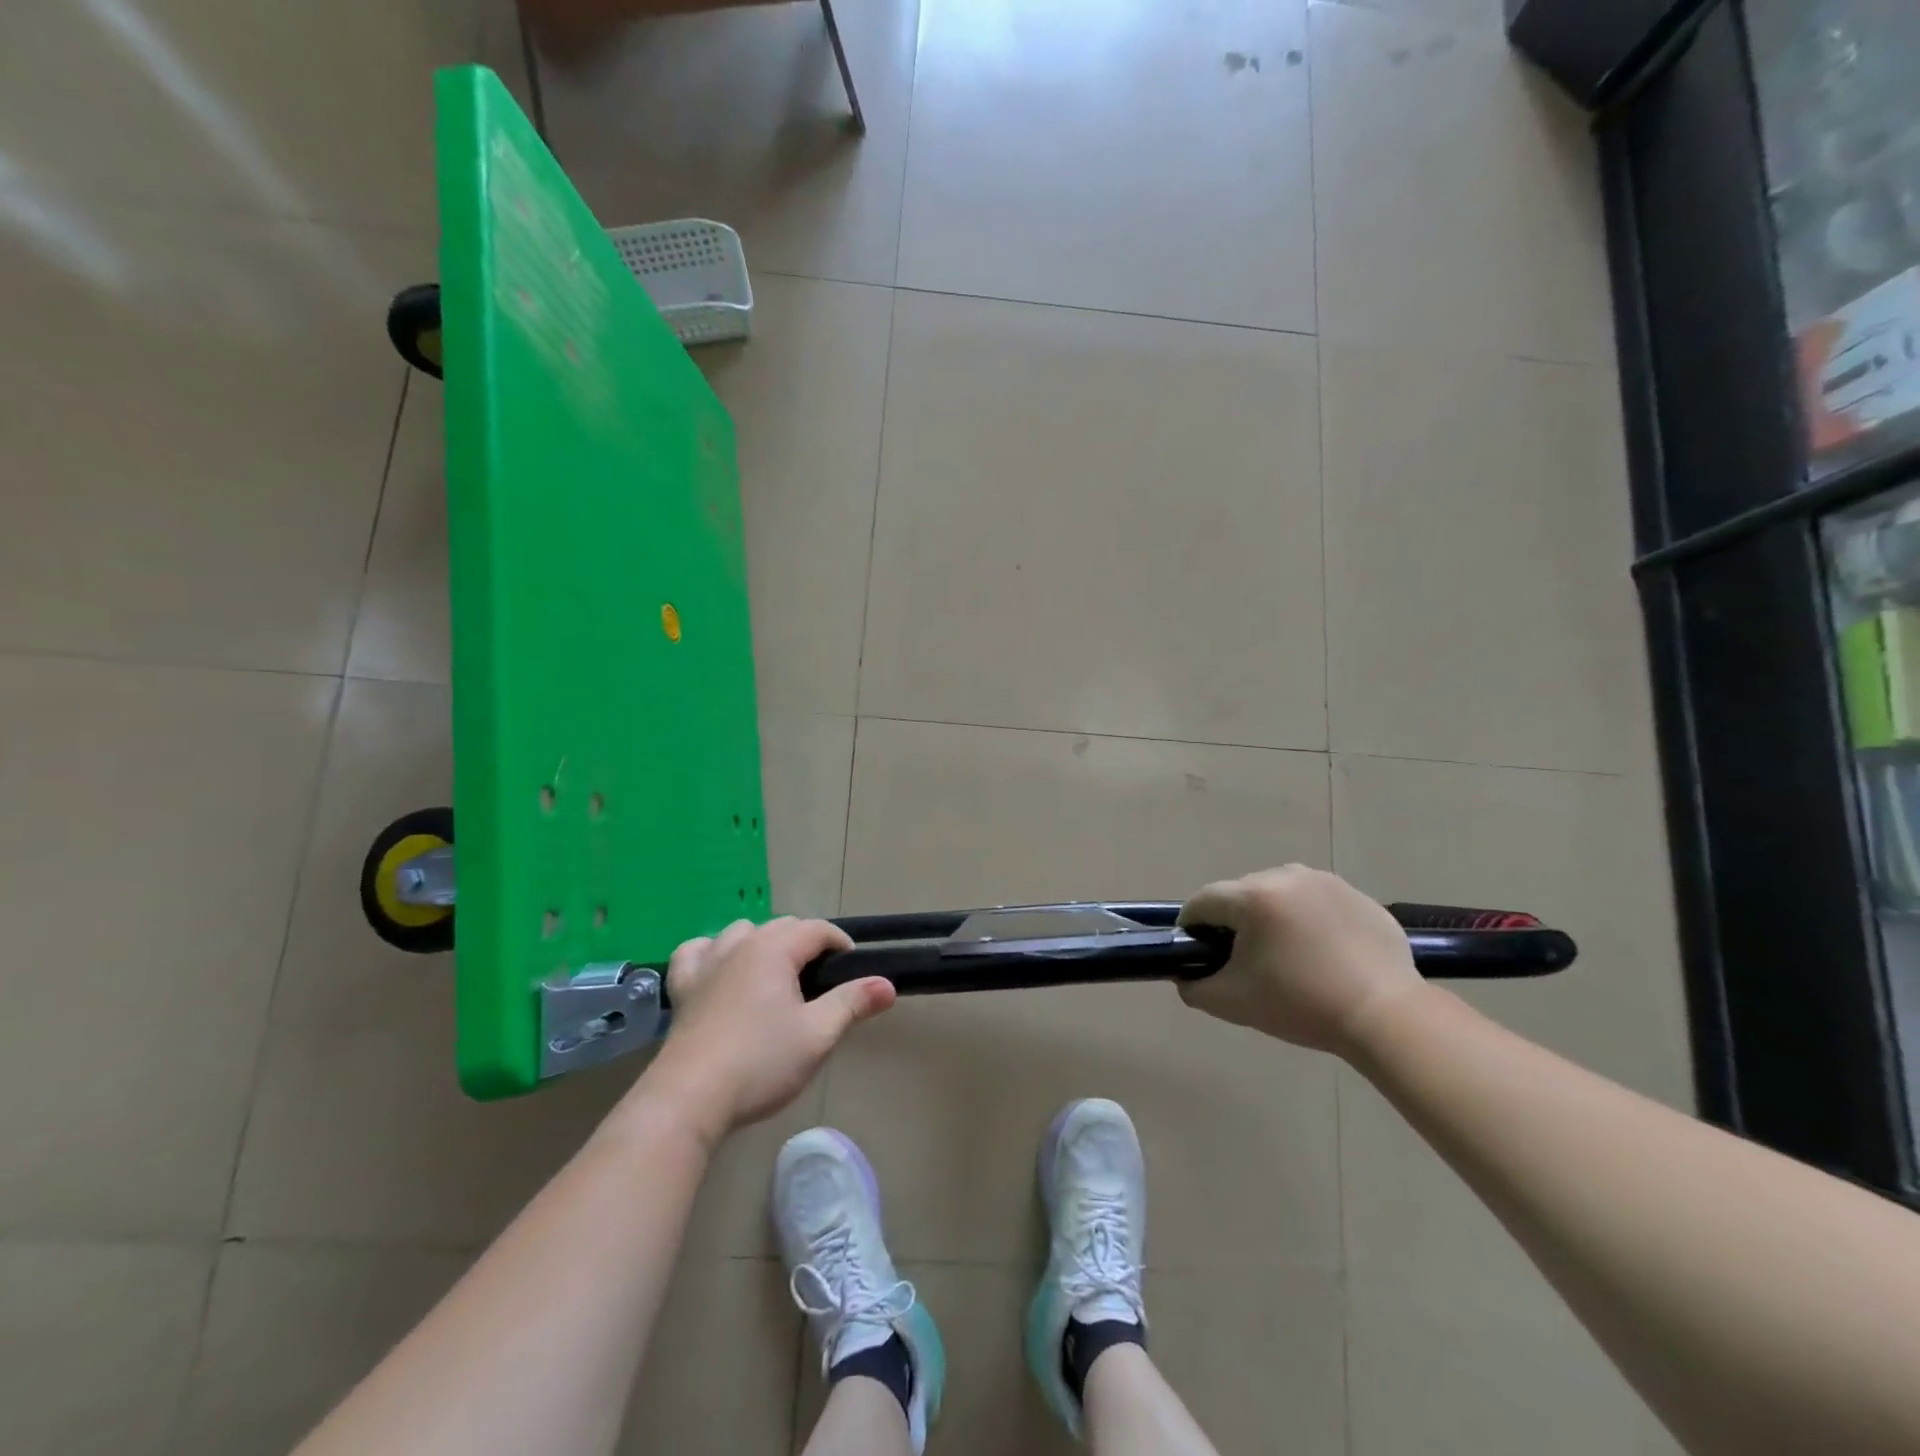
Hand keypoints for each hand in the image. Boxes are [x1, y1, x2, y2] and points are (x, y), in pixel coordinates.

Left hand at [640, 918, 895, 1145]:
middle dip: (807, 944)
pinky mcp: (683, 987)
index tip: (853, 970)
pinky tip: (720, 971)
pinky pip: (697, 951)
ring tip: (776, 975)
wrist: (689, 1099)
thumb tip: (887, 984)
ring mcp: (706, 963)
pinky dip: (713, 952)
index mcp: (774, 949)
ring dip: (763, 943)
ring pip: (741, 932)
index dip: (841, 944)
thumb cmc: (760, 1062)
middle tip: (822, 982)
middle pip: (782, 926)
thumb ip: (853, 1003)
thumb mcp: (818, 1034)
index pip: (817, 929)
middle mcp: (739, 944)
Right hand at [1177, 866, 1421, 1054]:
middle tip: (1246, 962)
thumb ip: (1194, 986)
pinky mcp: (1356, 894)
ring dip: (1271, 917)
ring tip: (1287, 955)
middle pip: (1240, 894)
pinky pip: (1315, 901)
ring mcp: (1325, 881)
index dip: (1193, 928)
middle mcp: (1286, 875)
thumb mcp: (1232, 1002)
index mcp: (1253, 896)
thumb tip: (1185, 974)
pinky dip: (1308, 920)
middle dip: (1235, 922)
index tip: (1201, 954)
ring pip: (1278, 893)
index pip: (1203, 902)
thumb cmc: (1302, 1005)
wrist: (1388, 1017)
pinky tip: (1322, 954)